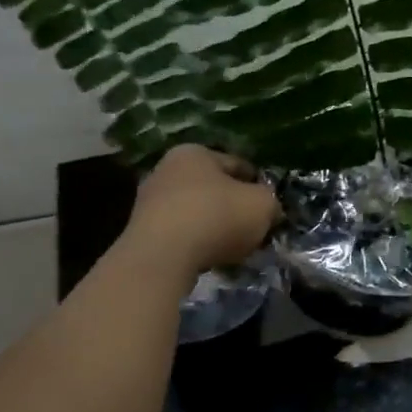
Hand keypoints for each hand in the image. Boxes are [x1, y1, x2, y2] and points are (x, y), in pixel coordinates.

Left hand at [124, 145, 279, 276]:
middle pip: (213, 188)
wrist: (162, 256)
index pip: (237, 164)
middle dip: (233, 207)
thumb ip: (270, 201)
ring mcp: (149, 201)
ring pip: (196, 211)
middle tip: (253, 228)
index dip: (258, 184)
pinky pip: (180, 234)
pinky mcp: (141, 231)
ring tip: (233, 248)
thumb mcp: (262, 205)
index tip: (270, 204)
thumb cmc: (216, 217)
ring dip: (214, 227)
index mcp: (195, 152)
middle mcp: (167, 169)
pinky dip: (195, 243)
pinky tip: (209, 258)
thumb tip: (269, 209)